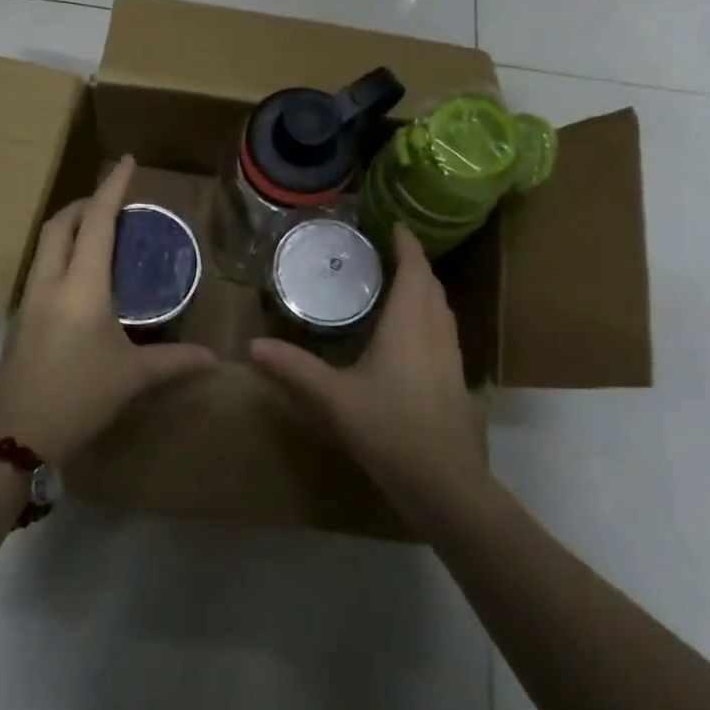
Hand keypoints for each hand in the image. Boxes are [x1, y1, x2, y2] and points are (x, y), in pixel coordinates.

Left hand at [0, 157, 216, 463]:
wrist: (16, 437)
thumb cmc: (80, 397)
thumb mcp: (132, 377)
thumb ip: (175, 361)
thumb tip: (215, 359)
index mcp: (82, 286)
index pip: (96, 221)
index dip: (112, 188)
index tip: (127, 162)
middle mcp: (51, 282)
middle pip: (60, 224)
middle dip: (85, 204)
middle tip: (114, 203)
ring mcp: (30, 299)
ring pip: (45, 245)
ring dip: (69, 227)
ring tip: (98, 233)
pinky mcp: (21, 319)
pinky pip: (42, 268)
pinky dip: (61, 254)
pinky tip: (81, 277)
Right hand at [250, 224, 487, 526]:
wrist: (445, 484)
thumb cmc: (390, 429)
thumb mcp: (333, 398)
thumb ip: (294, 369)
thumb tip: (252, 346)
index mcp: (409, 323)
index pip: (414, 269)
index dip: (407, 244)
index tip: (395, 225)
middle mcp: (436, 331)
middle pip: (430, 285)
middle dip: (413, 264)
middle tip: (386, 253)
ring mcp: (452, 356)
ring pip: (441, 309)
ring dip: (423, 290)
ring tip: (397, 285)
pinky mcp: (456, 380)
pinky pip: (444, 331)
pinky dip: (428, 316)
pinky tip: (408, 336)